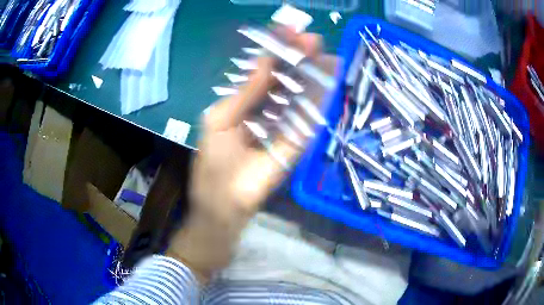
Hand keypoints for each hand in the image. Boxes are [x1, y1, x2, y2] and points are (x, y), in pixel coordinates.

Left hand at [167, 28, 322, 283]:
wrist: (225, 205)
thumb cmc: (214, 165)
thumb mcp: (220, 121)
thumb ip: (243, 93)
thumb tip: (263, 61)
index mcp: (242, 104)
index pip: (263, 71)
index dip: (275, 50)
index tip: (289, 31)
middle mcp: (265, 111)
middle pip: (285, 80)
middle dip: (297, 58)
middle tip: (313, 38)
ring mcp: (283, 127)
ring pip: (299, 96)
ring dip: (312, 75)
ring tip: (326, 54)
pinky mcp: (296, 144)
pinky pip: (308, 118)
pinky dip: (318, 101)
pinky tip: (328, 82)